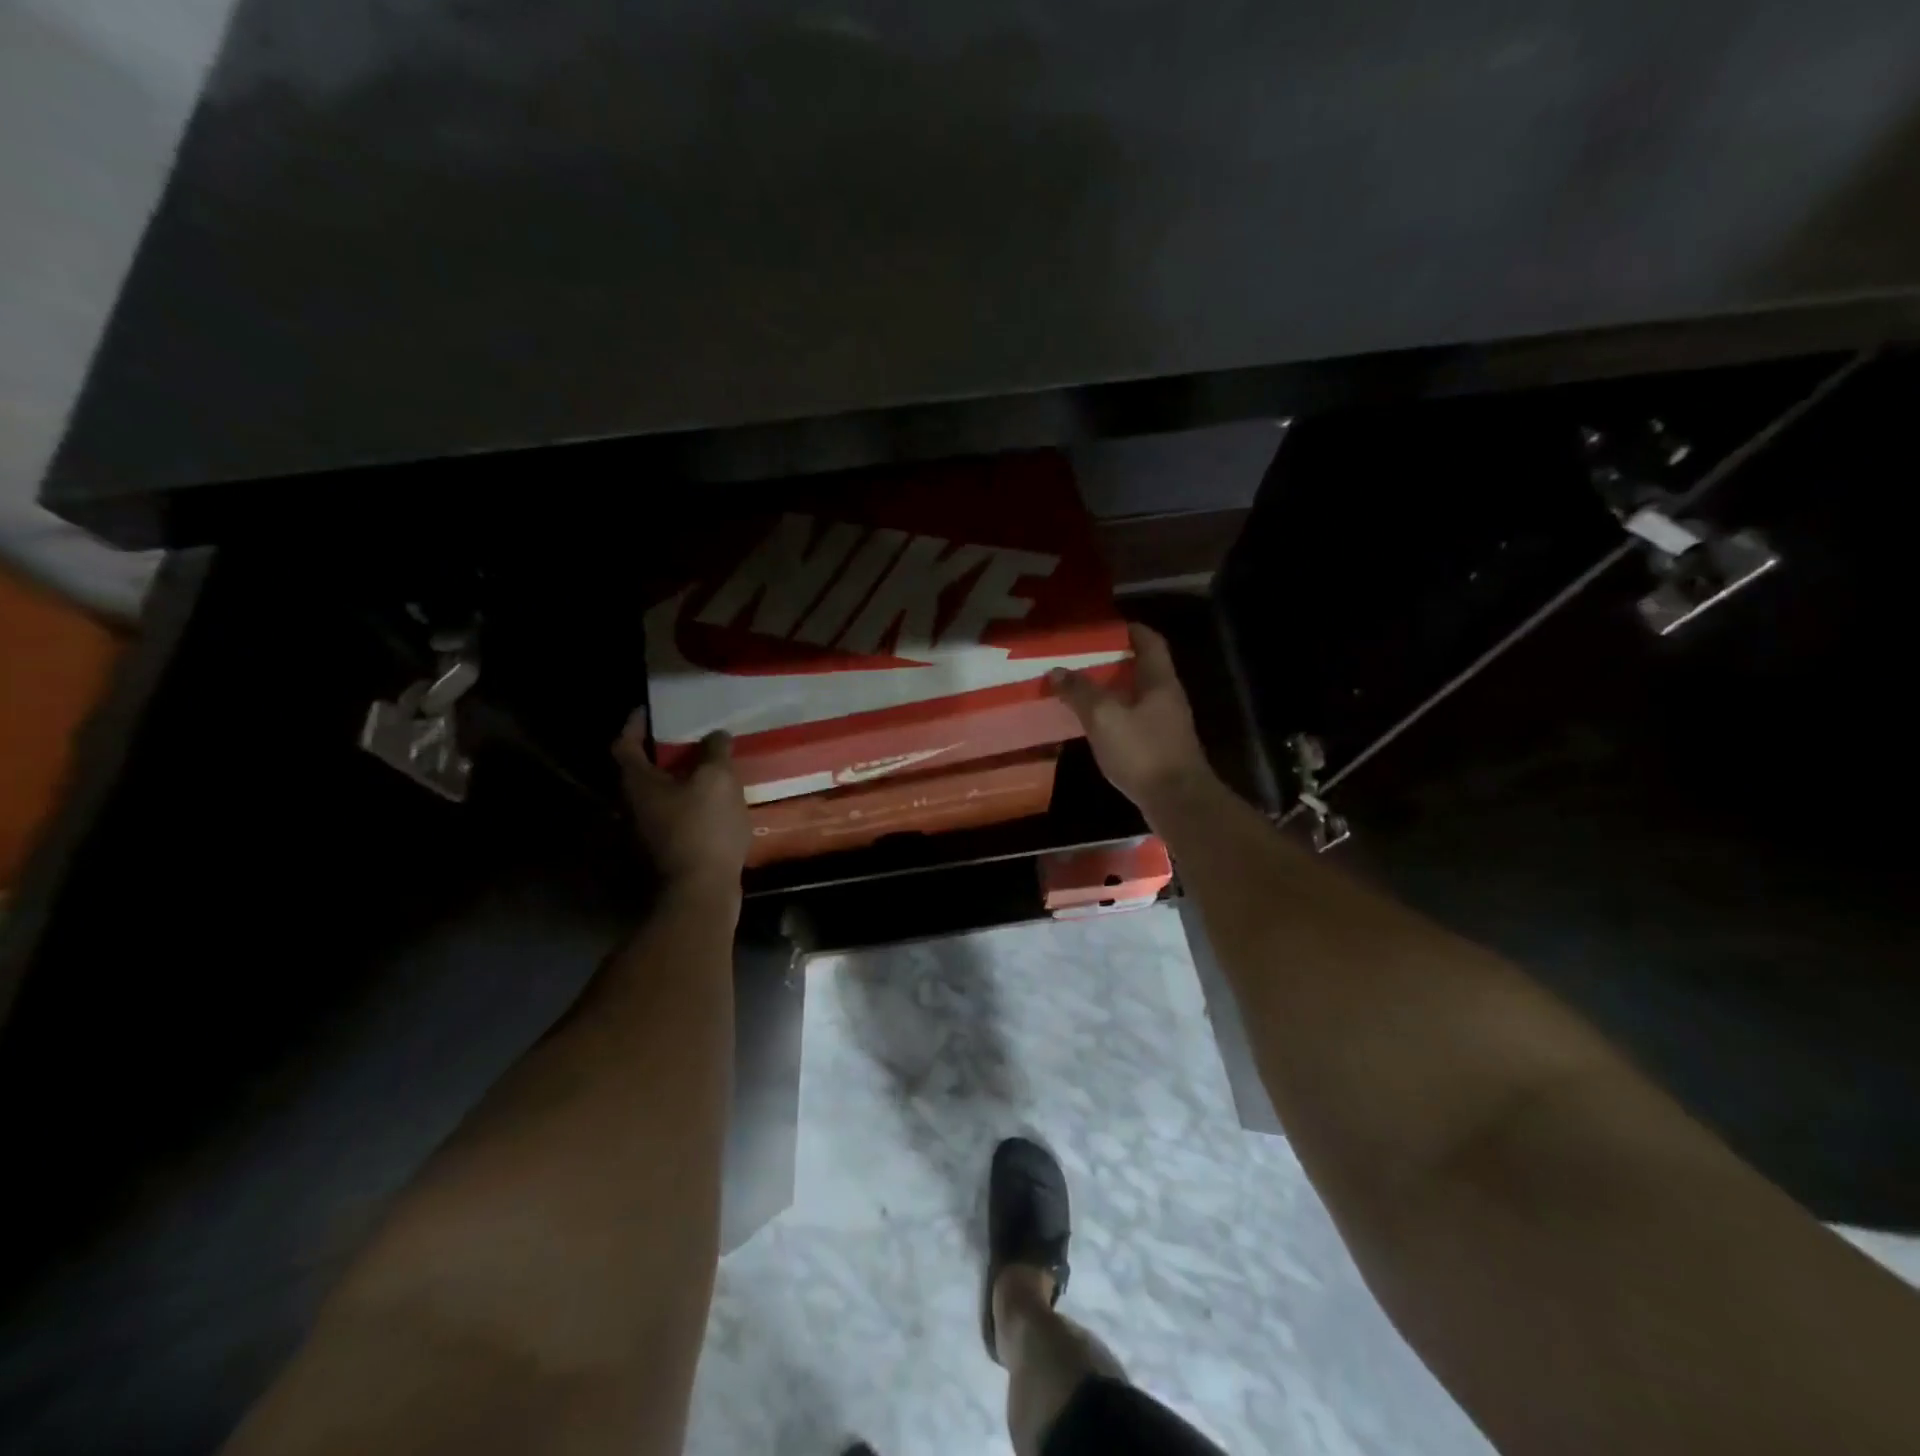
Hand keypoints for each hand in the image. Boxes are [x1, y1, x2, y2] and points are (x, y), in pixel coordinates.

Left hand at [612, 709, 750, 888]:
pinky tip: (715, 803)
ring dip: (679, 780)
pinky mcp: (665, 852)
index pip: (623, 743)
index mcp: (637, 783)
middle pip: (640, 771)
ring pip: (659, 795)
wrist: (700, 892)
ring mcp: (646, 833)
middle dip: (662, 753)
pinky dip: (690, 803)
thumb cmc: (703, 828)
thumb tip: (715, 735)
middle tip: (688, 737)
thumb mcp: (717, 780)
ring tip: (708, 767)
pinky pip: (674, 816)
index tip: (649, 710)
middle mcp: (632, 806)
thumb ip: (715, 752)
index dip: (634, 724)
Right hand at [1049, 623, 1214, 817]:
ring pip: (1137, 697)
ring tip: (1081, 690)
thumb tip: (1056, 671)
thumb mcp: (1104, 717)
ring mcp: (1167, 725)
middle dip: (1113, 662)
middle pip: (1142, 669)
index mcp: (1160, 681)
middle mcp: (1168, 698)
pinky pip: (1135, 721)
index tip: (1103, 628)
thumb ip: (1080, 691)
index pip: (1149, 642)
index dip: (1129, 630)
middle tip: (1081, 660)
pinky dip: (1115, 717)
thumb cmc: (1143, 752)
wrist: (1177, 802)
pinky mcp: (1160, 749)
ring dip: (1112, 691)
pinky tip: (1095, 726)